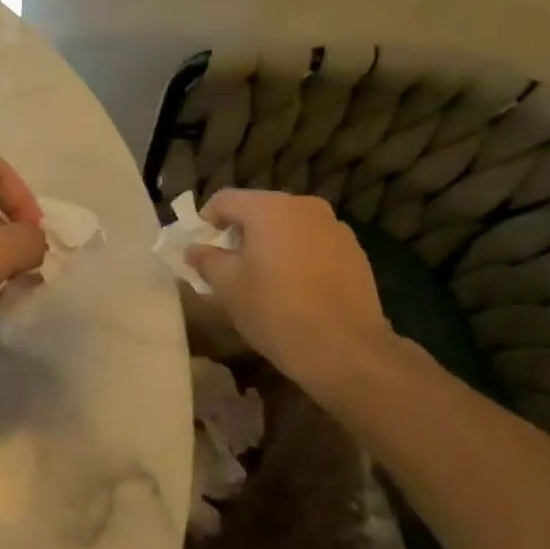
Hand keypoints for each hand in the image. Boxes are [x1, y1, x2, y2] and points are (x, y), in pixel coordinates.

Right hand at [188, 189, 395, 406]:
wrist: (345, 349)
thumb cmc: (275, 310)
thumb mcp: (227, 287)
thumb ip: (206, 260)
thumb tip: (194, 250)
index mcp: (269, 208)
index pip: (225, 200)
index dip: (207, 220)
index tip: (202, 247)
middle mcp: (304, 206)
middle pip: (260, 208)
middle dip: (241, 231)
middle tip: (231, 263)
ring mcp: (334, 227)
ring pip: (290, 225)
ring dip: (272, 242)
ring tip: (266, 277)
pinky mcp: (355, 251)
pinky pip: (314, 242)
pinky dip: (299, 255)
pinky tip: (297, 287)